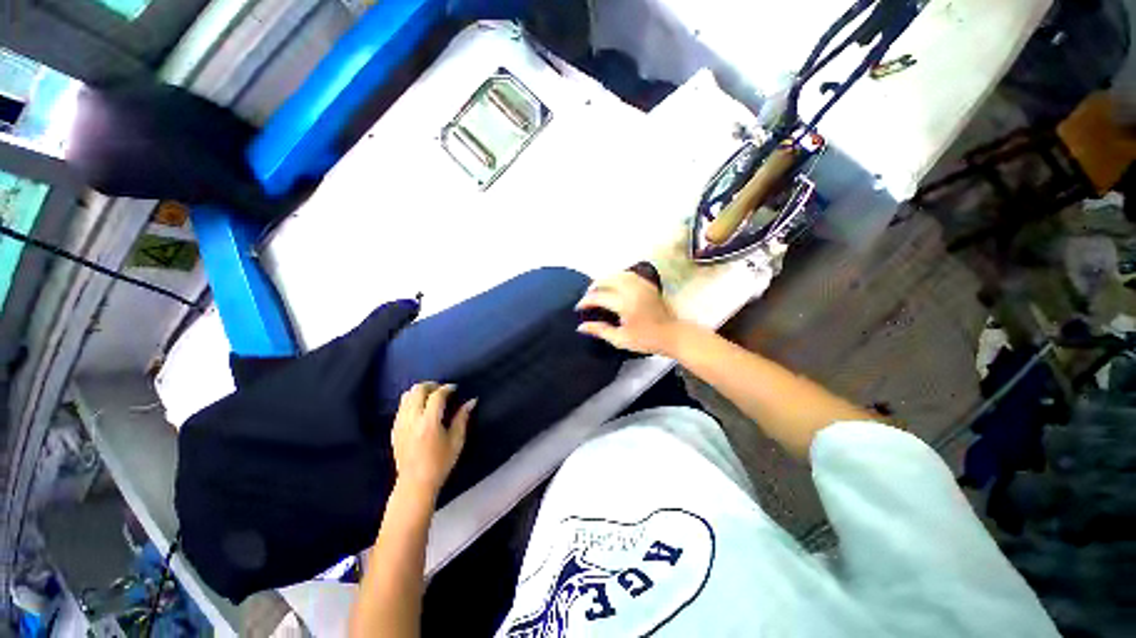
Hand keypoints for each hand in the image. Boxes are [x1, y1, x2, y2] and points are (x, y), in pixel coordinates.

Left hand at [391, 383, 475, 497]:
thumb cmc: (440, 462)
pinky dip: (412, 401)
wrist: (415, 483)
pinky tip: (421, 409)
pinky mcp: (394, 429)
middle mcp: (412, 419)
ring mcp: (400, 423)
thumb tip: (472, 400)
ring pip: (406, 395)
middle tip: (442, 390)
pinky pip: (401, 406)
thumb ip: (462, 418)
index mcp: (429, 422)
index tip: (454, 388)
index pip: (437, 395)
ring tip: (431, 397)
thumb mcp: (457, 440)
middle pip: (418, 390)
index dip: (447, 388)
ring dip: (420, 391)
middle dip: (431, 385)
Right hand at [576, 271, 681, 355]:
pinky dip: (619, 277)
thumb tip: (581, 327)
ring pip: (619, 274)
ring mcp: (642, 286)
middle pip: (608, 279)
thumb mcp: (620, 339)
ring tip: (599, 288)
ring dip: (606, 279)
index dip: (586, 301)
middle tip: (587, 296)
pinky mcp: (649, 285)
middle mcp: (633, 290)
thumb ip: (600, 330)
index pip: (599, 296)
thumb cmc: (647, 340)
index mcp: (625, 304)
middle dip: (594, 286)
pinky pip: (630, 275)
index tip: (579, 307)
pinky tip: (615, 285)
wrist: (673, 335)